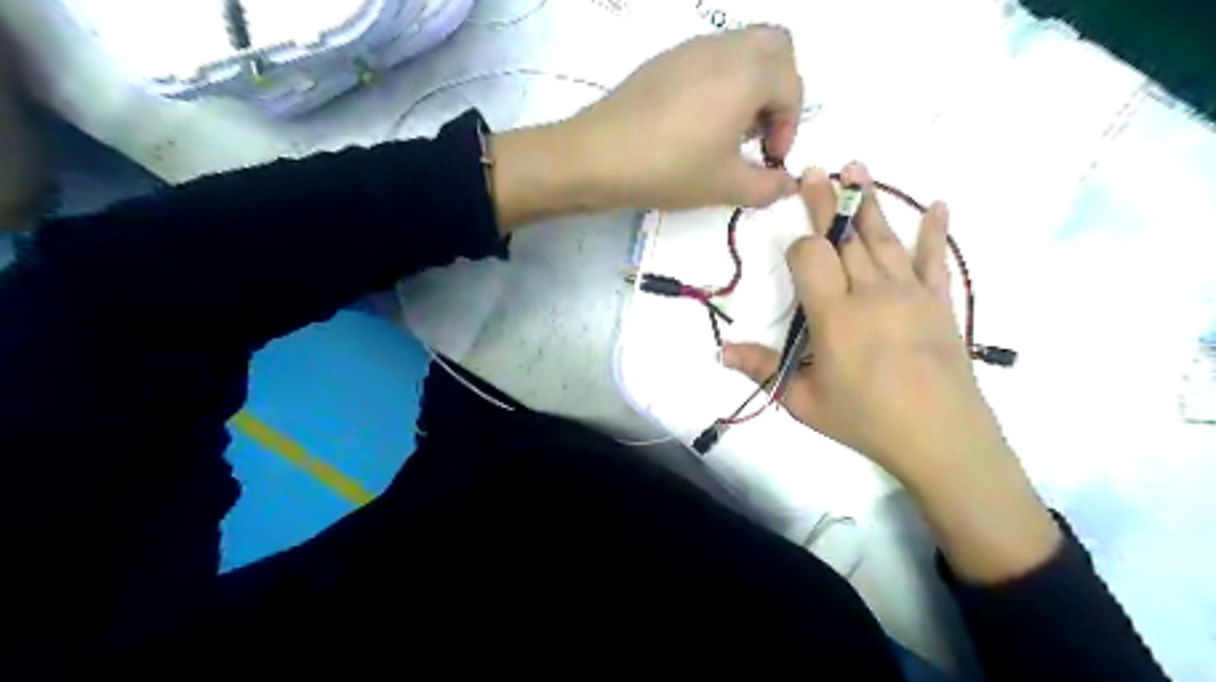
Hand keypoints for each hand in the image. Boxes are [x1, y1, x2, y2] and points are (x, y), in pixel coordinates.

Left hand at [572, 24, 804, 209]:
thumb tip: (788, 185)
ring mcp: (691, 49)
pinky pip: (709, 59)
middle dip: (778, 91)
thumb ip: (768, 187)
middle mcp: (725, 48)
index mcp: (749, 72)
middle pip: (775, 48)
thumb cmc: (670, 168)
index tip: (768, 160)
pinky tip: (695, 124)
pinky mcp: (663, 60)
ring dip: (749, 85)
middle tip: (757, 133)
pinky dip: (719, 82)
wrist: (598, 156)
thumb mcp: (726, 186)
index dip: (789, 128)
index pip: (792, 87)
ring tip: (727, 132)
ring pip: (740, 50)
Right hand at [719, 164, 1007, 484]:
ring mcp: (910, 293)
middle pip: (845, 236)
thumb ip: (763, 369)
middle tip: (815, 169)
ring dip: (869, 202)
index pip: (811, 257)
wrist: (942, 439)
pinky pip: (935, 259)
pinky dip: (935, 232)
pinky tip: (938, 204)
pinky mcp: (939, 302)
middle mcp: (872, 292)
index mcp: (835, 314)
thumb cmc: (865, 420)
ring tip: (858, 167)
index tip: (794, 248)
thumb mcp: (803, 400)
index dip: (799, 246)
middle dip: (827, 202)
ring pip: (884, 238)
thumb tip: (720, 351)